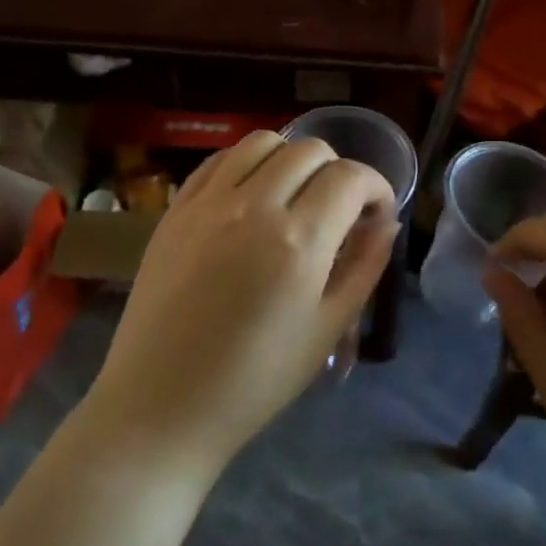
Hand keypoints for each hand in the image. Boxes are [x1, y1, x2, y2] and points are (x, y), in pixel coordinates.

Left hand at [83, 132, 396, 477]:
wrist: (162, 404)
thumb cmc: (255, 380)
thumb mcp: (327, 329)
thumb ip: (364, 266)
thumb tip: (384, 222)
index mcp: (298, 241)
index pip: (350, 177)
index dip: (376, 186)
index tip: (376, 212)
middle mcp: (253, 205)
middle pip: (309, 149)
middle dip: (337, 171)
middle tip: (338, 210)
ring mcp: (207, 202)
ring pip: (262, 141)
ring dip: (291, 158)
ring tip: (294, 195)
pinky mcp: (175, 209)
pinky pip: (219, 160)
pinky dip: (246, 164)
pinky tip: (250, 195)